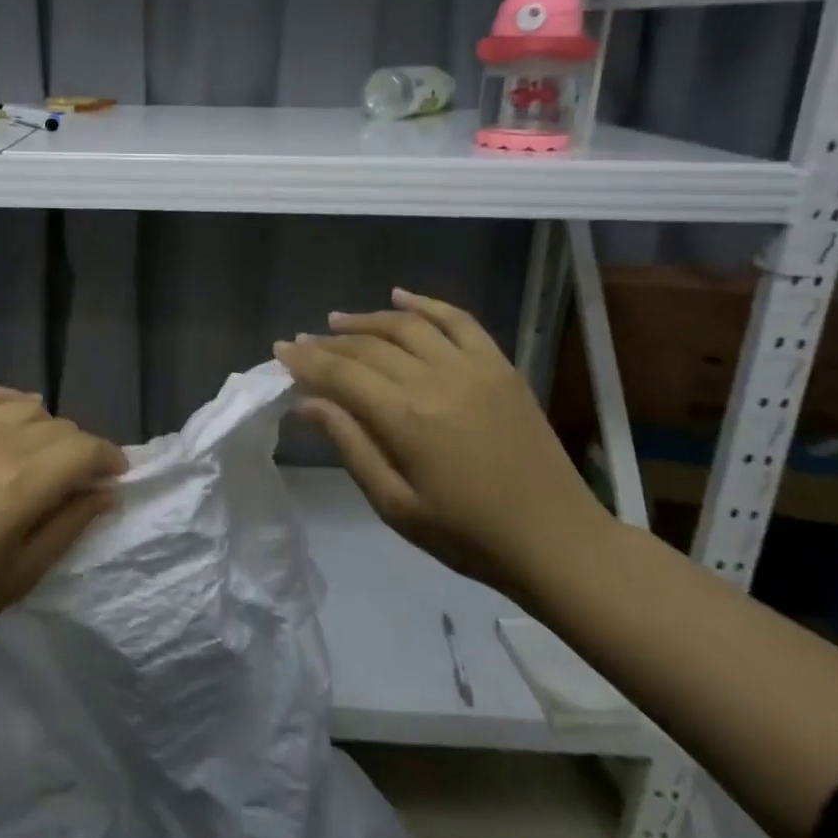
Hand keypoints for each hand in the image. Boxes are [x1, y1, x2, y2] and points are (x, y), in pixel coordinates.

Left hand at [0, 387, 126, 733]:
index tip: (115, 478)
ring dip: (46, 428)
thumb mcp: (23, 573)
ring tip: (42, 456)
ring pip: (25, 407)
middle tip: (77, 481)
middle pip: (59, 428)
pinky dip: (6, 400)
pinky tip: (13, 414)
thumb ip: (70, 523)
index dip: (110, 459)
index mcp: (22, 483)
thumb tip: (106, 492)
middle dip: (79, 451)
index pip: (85, 450)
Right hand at [273, 288, 603, 589]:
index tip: (281, 351)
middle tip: (302, 343)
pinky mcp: (500, 367)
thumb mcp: (395, 505)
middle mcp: (436, 380)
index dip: (306, 360)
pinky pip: (459, 321)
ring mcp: (473, 368)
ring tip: (337, 320)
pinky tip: (400, 296)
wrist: (556, 540)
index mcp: (406, 418)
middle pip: (369, 346)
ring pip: (408, 326)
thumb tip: (307, 402)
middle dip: (329, 342)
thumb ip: (351, 446)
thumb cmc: (467, 535)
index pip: (342, 374)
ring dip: (367, 319)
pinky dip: (427, 304)